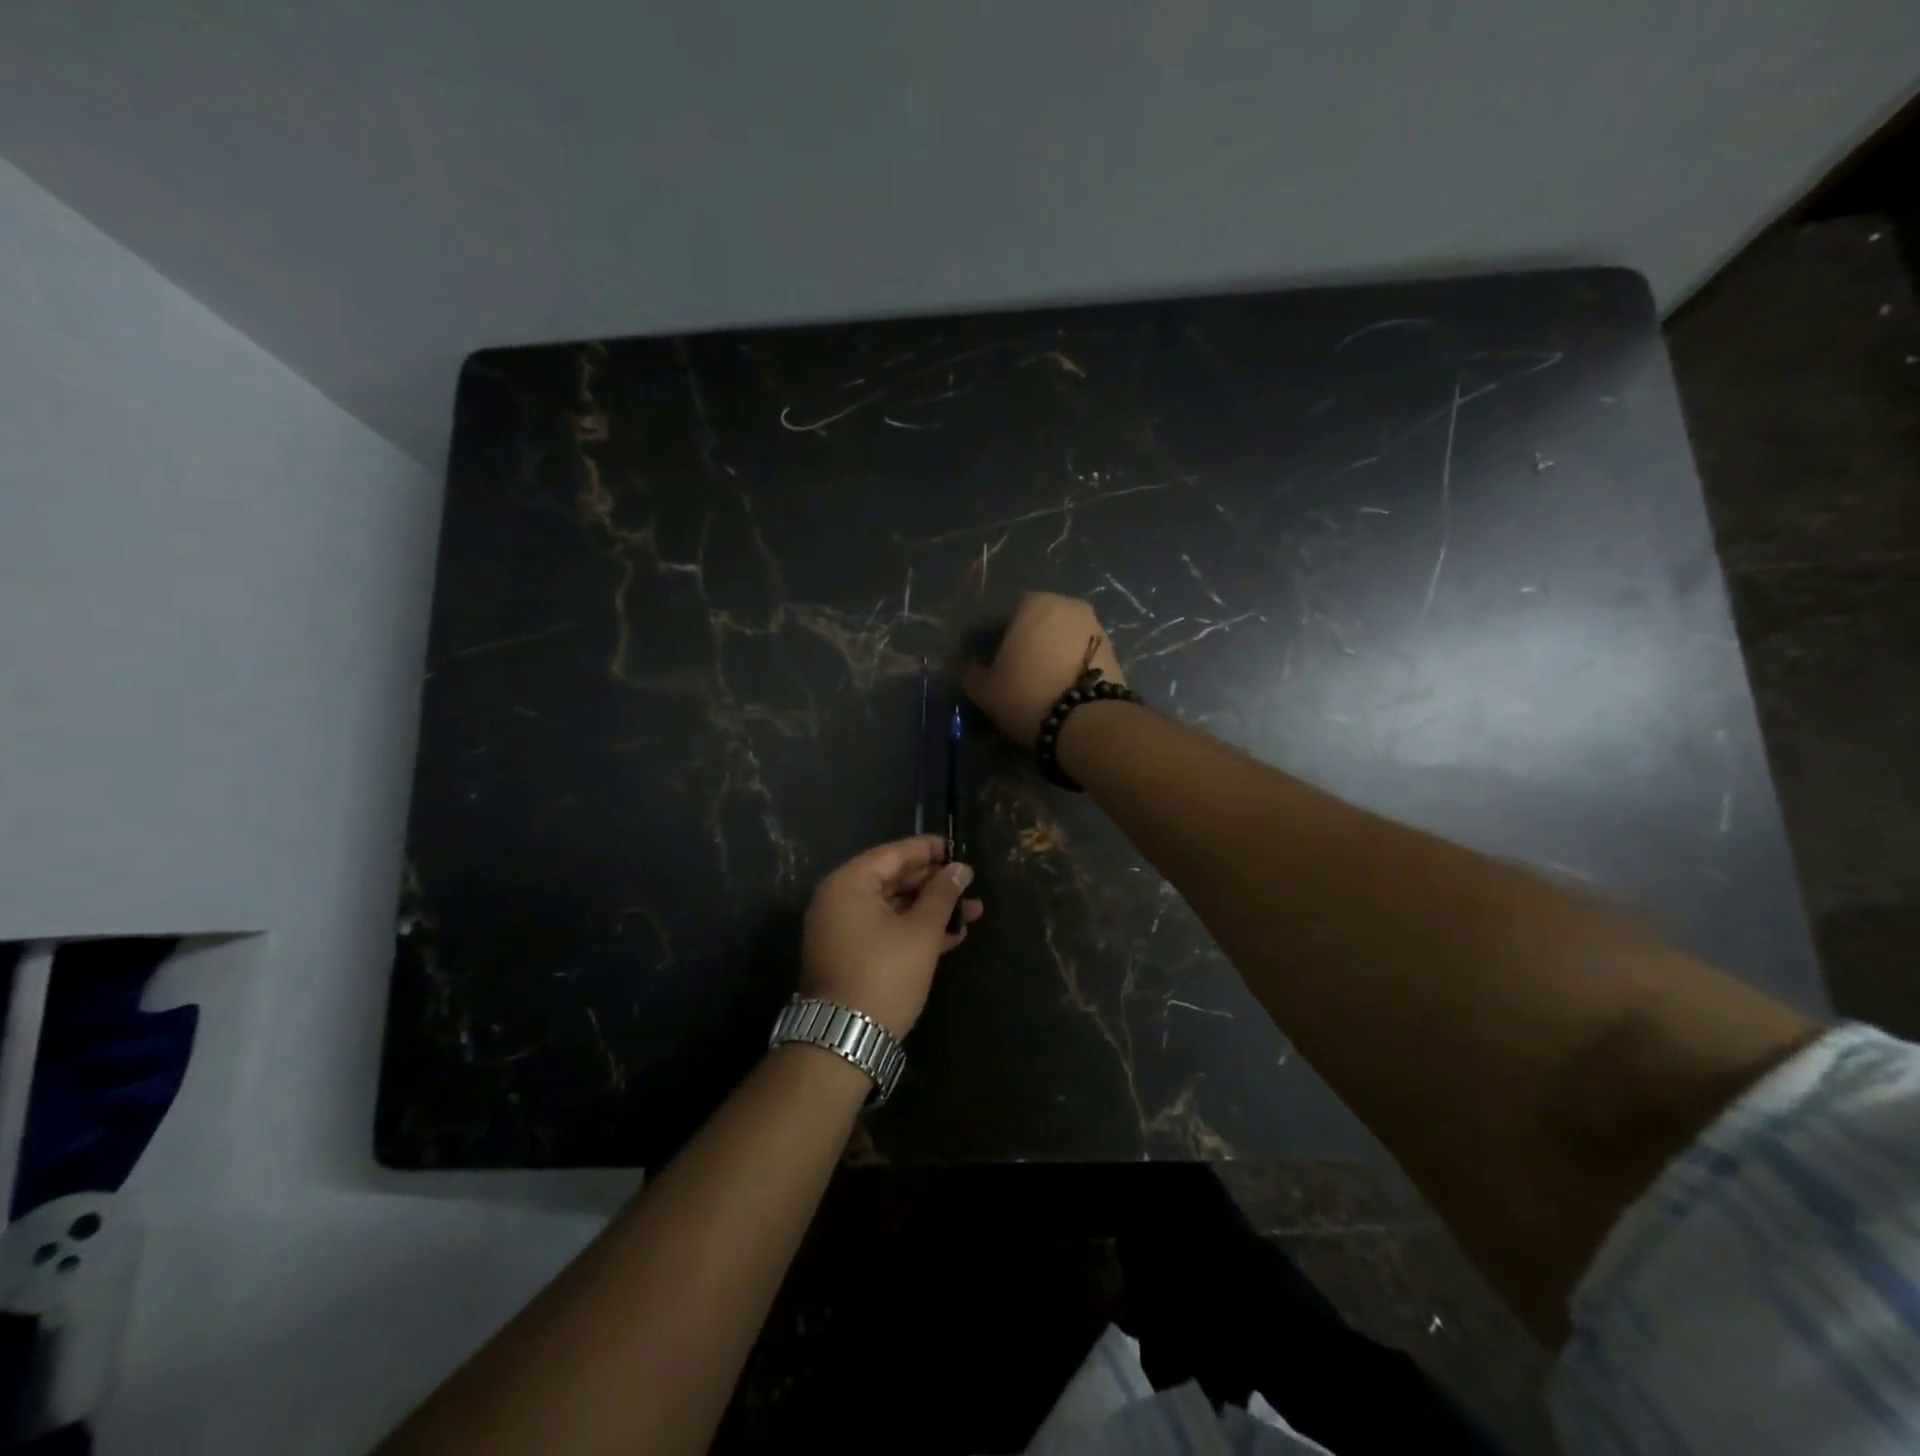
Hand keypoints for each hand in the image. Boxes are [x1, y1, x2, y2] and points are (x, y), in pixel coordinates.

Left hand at [798, 835, 983, 1036]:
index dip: (928, 850)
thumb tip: (961, 868)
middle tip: (969, 884)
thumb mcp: (920, 932)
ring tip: (972, 912)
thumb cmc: (884, 975)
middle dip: (934, 883)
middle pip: (893, 879)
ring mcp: (842, 930)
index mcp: (849, 884)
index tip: (959, 849)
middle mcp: (839, 900)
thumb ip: (942, 895)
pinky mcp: (851, 955)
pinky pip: (885, 930)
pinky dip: (914, 931)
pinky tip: (951, 936)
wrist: (845, 1040)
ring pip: (893, 907)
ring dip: (930, 910)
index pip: (893, 854)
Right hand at [960, 591, 1126, 747]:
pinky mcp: (1115, 650)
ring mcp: (1096, 626)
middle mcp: (1069, 605)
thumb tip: (974, 668)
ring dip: (1055, 653)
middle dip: (1032, 642)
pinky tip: (1066, 690)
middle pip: (1042, 622)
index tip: (999, 665)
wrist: (1086, 721)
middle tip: (1021, 674)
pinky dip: (1074, 666)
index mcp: (1035, 603)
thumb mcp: (985, 689)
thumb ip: (973, 672)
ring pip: (1065, 638)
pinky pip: (1084, 654)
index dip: (1002, 639)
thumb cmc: (1027, 694)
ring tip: (1046, 685)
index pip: (1010, 614)